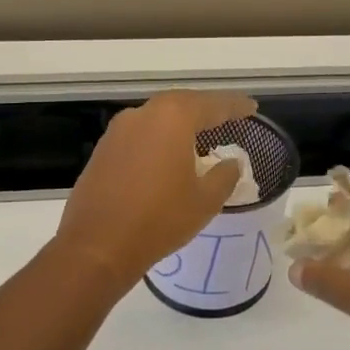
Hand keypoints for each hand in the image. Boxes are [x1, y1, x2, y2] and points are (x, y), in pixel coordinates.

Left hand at [55, 90, 257, 283]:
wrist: (98, 246)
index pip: (212, 104)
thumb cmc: (159, 219)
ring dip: (180, 123)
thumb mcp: (205, 201)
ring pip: (157, 117)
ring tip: (201, 134)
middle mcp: (142, 114)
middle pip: (182, 103)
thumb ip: (224, 176)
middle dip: (206, 109)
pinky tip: (168, 154)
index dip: (235, 106)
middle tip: (228, 116)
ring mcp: (118, 130)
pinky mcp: (103, 149)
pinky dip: (159, 138)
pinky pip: (139, 134)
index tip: (251, 108)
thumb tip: (230, 163)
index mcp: (172, 118)